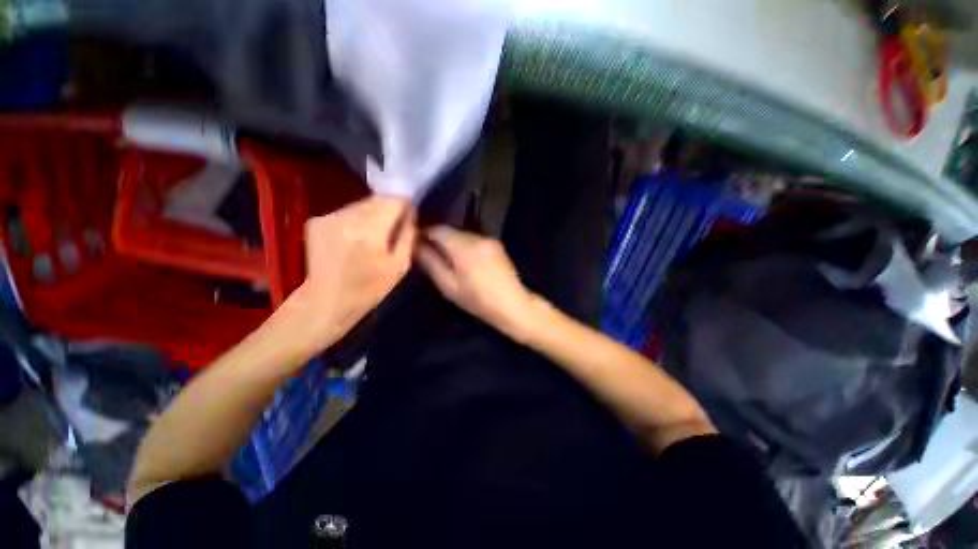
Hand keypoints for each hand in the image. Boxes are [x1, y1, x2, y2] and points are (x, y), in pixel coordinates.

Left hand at [278, 196, 415, 353]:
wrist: (326, 301)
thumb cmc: (369, 288)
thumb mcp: (400, 266)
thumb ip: (408, 235)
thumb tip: (411, 212)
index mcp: (370, 231)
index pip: (393, 201)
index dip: (405, 205)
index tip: (410, 215)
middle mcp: (346, 217)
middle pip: (377, 199)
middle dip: (389, 209)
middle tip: (394, 228)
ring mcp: (328, 217)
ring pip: (362, 204)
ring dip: (373, 213)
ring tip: (375, 235)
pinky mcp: (317, 220)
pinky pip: (347, 211)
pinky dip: (357, 219)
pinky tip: (356, 237)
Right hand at [416, 226, 536, 337]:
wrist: (513, 305)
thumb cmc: (478, 300)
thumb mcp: (448, 285)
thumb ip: (430, 262)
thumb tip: (415, 246)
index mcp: (464, 246)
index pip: (438, 230)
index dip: (424, 234)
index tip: (415, 244)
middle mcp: (477, 237)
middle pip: (451, 231)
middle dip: (438, 240)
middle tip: (430, 255)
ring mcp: (489, 239)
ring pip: (463, 236)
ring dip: (453, 243)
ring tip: (448, 260)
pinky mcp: (497, 245)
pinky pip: (474, 240)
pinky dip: (465, 246)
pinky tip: (465, 261)